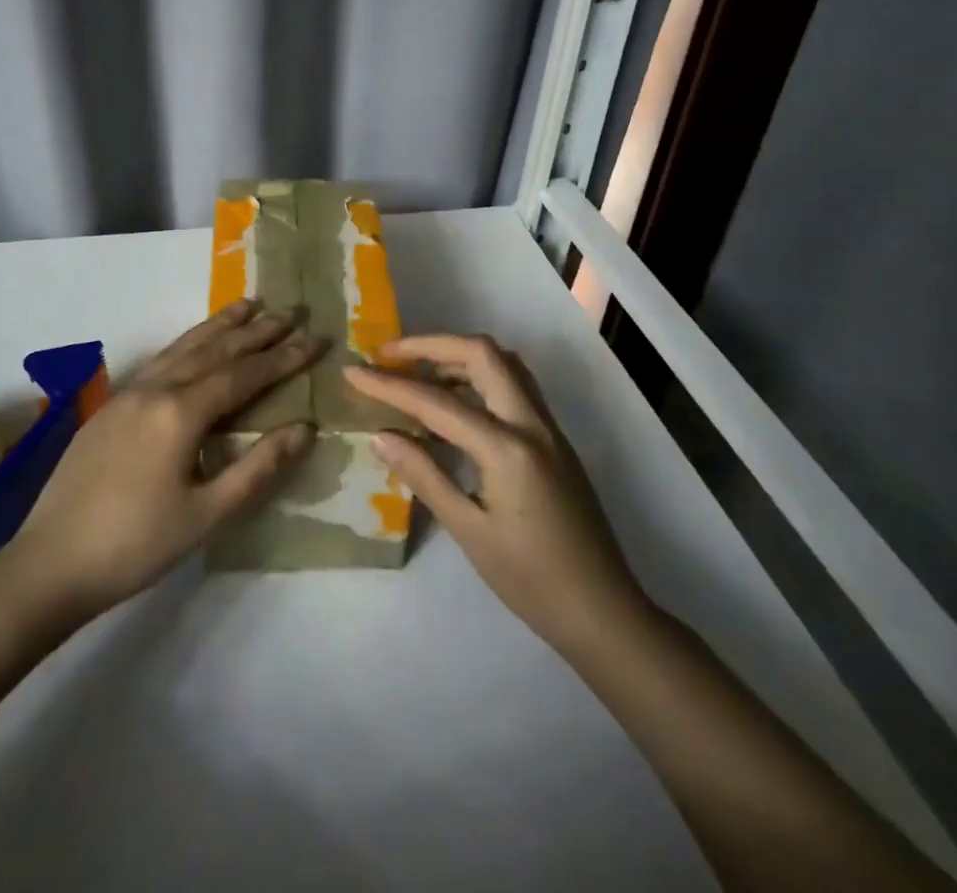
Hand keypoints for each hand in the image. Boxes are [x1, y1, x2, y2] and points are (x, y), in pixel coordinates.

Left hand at [9, 299, 323, 617]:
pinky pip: (160, 360)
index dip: (283, 357)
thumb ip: (257, 467)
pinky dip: (187, 342)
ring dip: (219, 325)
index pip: (244, 374)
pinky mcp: (110, 406)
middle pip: (215, 350)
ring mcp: (128, 393)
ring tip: (248, 304)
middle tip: (291, 309)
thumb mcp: (206, 514)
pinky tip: (194, 343)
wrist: (49, 562)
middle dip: (256, 330)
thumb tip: (305, 428)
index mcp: (180, 412)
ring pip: (183, 347)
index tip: (316, 337)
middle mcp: (155, 389)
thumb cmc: (136, 545)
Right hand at [346, 335, 648, 656]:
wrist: (604, 612)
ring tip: (417, 375)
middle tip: (389, 357)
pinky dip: (478, 377)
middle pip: (481, 353)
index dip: (388, 385)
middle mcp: (531, 423)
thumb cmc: (532, 581)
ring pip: (503, 364)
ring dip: (457, 356)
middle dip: (431, 345)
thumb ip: (424, 475)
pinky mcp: (554, 439)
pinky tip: (454, 404)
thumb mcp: (470, 531)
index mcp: (507, 448)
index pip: (436, 402)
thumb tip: (381, 435)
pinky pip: (514, 386)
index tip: (352, 370)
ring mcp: (548, 428)